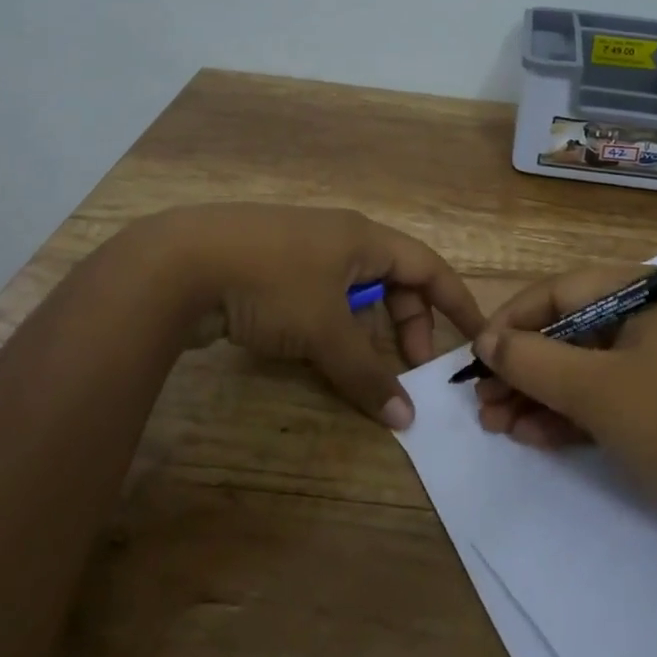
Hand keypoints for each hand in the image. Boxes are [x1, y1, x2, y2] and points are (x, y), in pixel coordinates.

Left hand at [154, 204, 485, 429]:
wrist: (178, 262)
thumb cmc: (270, 283)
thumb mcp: (324, 330)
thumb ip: (366, 374)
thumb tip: (406, 419)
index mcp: (361, 238)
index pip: (427, 266)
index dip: (456, 300)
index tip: (478, 334)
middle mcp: (336, 237)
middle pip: (392, 279)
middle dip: (408, 322)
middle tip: (409, 367)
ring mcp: (299, 250)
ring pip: (353, 291)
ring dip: (367, 329)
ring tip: (363, 367)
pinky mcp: (268, 267)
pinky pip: (320, 297)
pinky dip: (333, 326)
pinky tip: (320, 353)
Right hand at [471, 266, 656, 545]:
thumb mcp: (600, 390)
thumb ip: (534, 360)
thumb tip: (485, 341)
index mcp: (640, 294)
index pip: (558, 292)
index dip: (511, 322)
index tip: (475, 358)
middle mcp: (649, 320)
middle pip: (567, 332)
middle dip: (521, 368)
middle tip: (482, 404)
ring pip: (583, 370)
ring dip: (538, 396)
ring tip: (497, 426)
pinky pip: (606, 400)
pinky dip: (570, 417)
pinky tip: (533, 437)